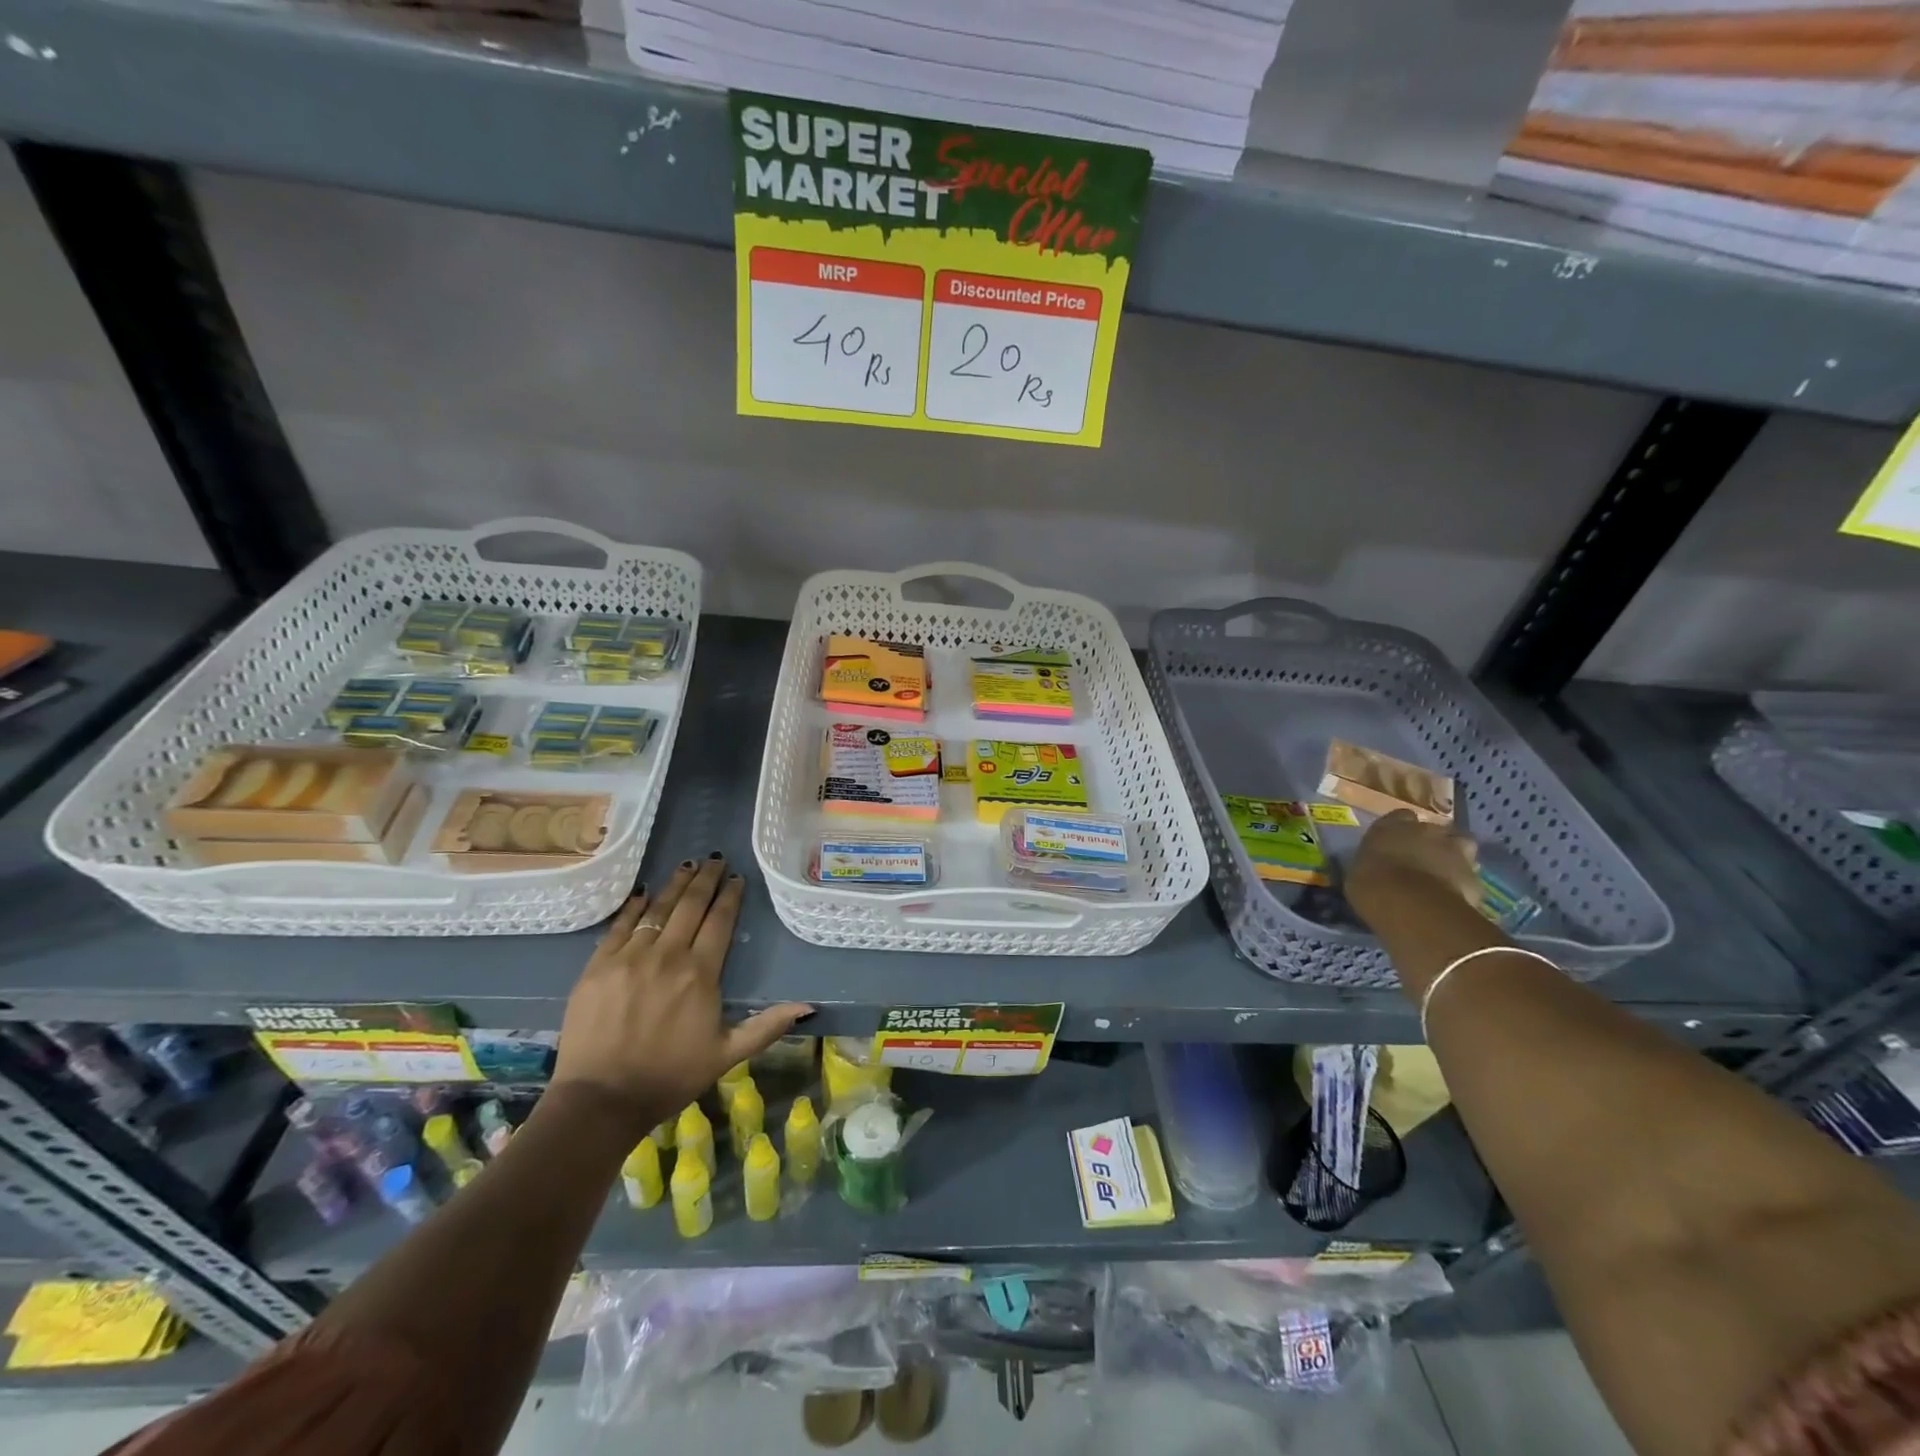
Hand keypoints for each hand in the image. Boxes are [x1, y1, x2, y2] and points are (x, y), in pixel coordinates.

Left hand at [550, 855, 812, 1136]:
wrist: (600, 1100)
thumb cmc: (670, 1077)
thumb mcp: (727, 1055)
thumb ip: (767, 1026)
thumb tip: (809, 1005)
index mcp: (700, 974)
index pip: (720, 922)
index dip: (730, 896)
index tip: (737, 878)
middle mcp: (667, 956)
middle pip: (690, 906)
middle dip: (705, 879)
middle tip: (714, 860)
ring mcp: (629, 958)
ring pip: (657, 909)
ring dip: (675, 884)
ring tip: (687, 865)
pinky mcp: (598, 966)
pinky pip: (620, 926)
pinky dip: (635, 906)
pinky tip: (645, 893)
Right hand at [1347, 809, 1481, 923]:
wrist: (1411, 906)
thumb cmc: (1371, 884)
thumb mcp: (1358, 869)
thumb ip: (1373, 861)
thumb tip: (1376, 865)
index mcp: (1393, 825)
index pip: (1401, 816)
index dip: (1401, 829)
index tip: (1396, 843)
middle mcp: (1427, 830)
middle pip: (1435, 830)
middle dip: (1431, 843)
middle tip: (1421, 860)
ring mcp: (1456, 851)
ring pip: (1460, 848)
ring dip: (1453, 858)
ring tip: (1443, 876)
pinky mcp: (1476, 877)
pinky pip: (1470, 877)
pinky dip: (1463, 885)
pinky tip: (1453, 898)